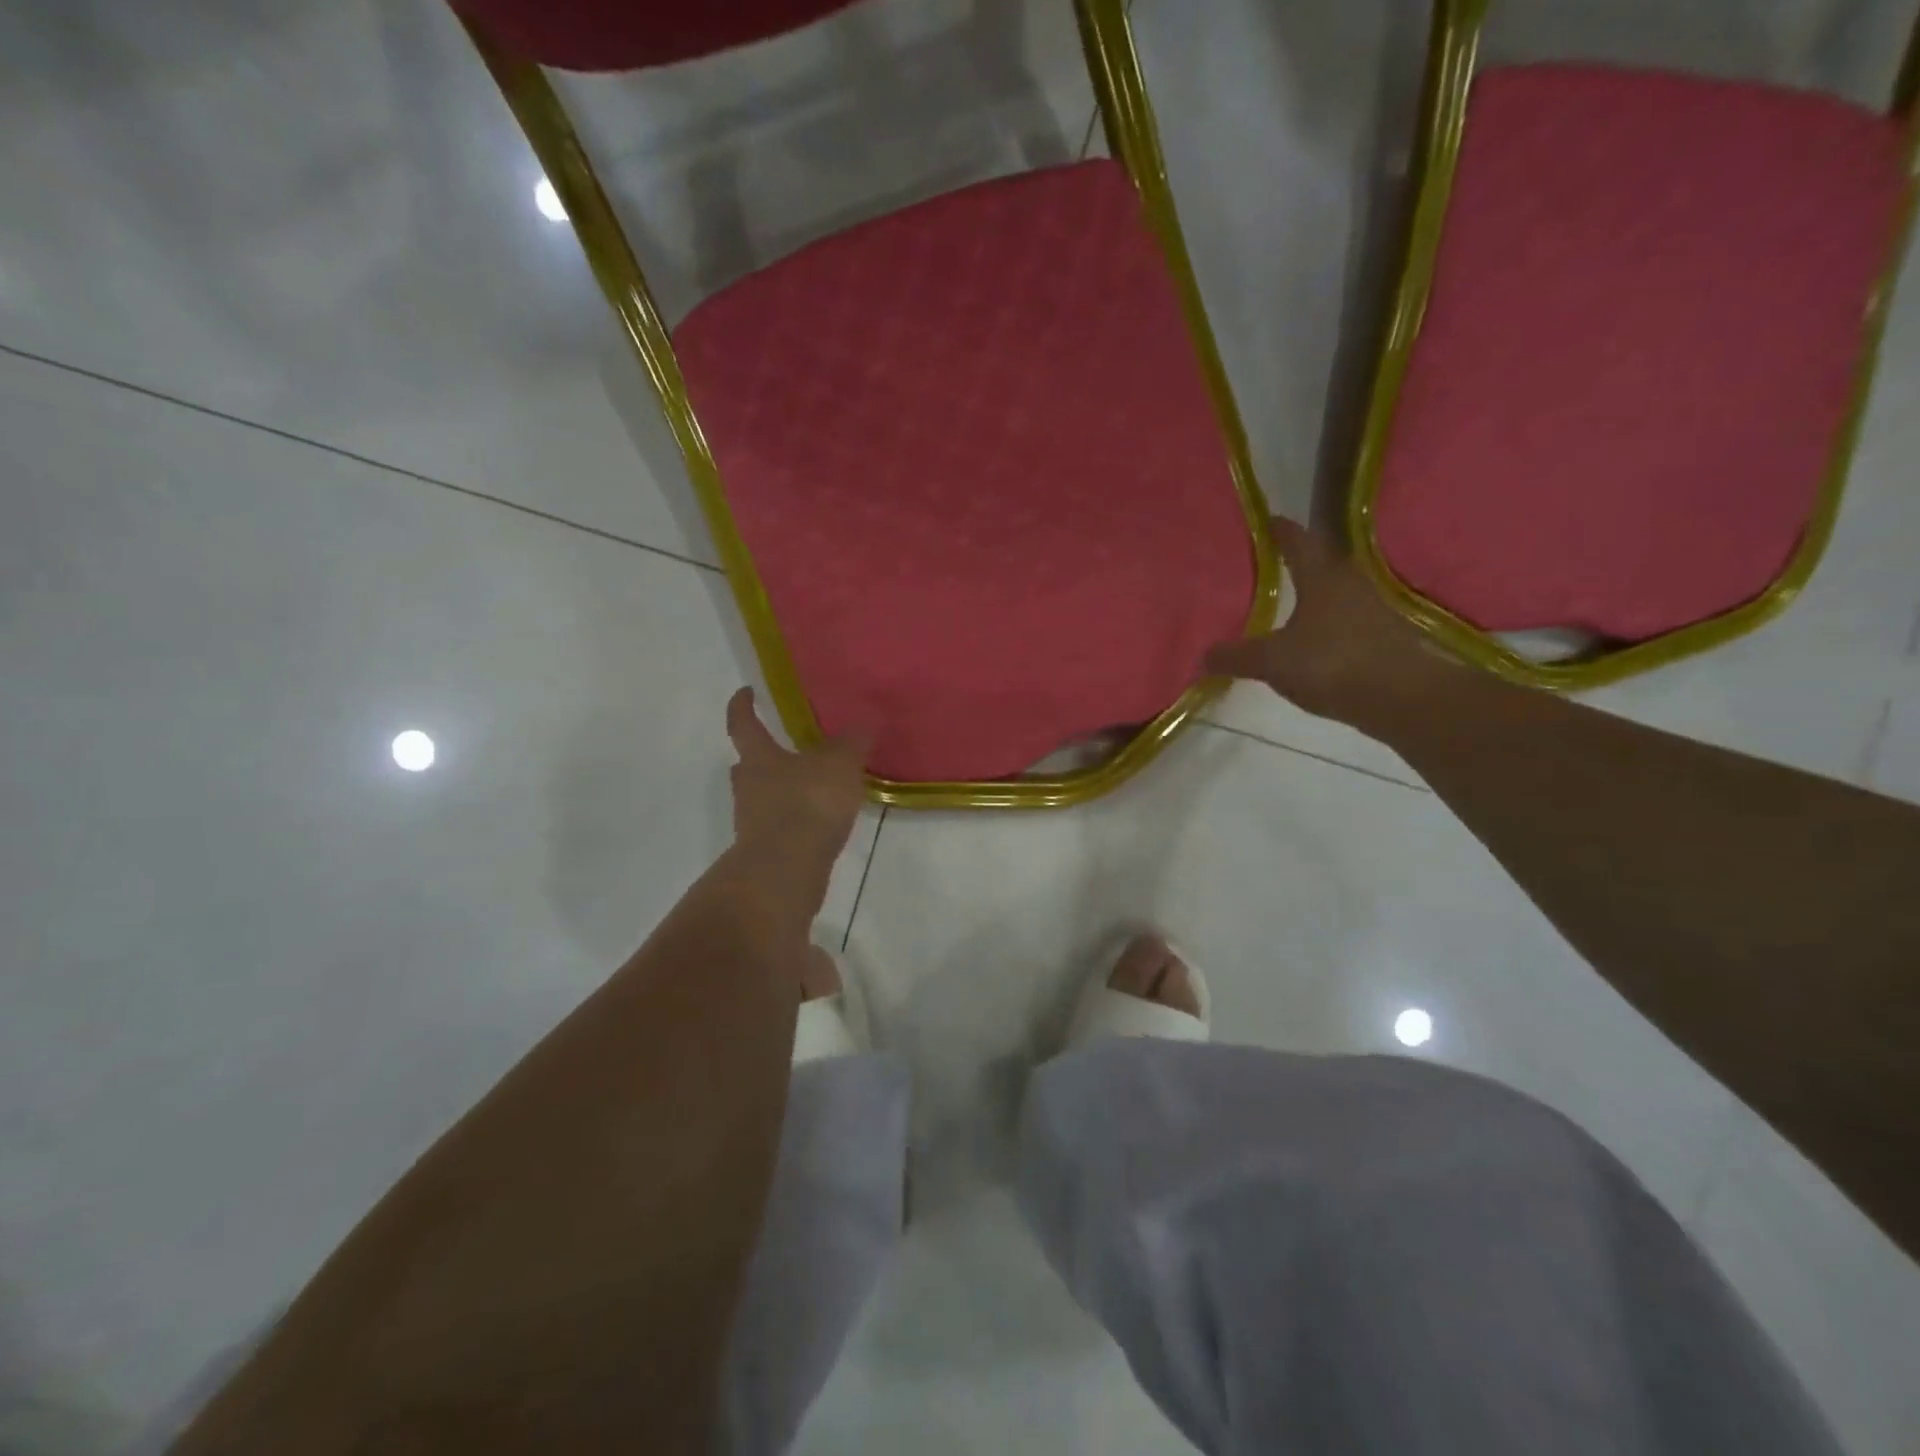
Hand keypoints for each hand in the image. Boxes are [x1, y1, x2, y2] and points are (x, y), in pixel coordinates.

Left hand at [725, 687, 869, 888]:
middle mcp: (748, 787)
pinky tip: (818, 822)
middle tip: (783, 747)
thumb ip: (853, 742)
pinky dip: (794, 820)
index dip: (742, 705)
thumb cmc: (808, 803)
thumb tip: (865, 721)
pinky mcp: (766, 851)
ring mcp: (752, 822)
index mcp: (759, 757)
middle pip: (747, 764)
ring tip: (811, 787)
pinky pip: (778, 825)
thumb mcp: (840, 764)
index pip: (743, 723)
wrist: (786, 870)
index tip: (746, 692)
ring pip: (761, 796)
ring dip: (779, 790)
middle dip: (761, 755)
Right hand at [1205, 515, 1457, 731]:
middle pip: (1319, 563)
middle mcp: (1349, 583)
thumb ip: (1236, 656)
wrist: (1401, 697)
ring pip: (1334, 593)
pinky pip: (1344, 620)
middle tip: (1266, 564)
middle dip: (1294, 562)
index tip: (1265, 522)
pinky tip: (1310, 640)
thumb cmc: (1331, 663)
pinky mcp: (1382, 637)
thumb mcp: (1272, 661)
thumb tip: (1204, 655)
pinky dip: (1325, 623)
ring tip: (1285, 602)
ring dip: (1311, 594)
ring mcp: (1371, 610)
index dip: (1279, 530)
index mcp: (1321, 576)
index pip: (1297, 541)